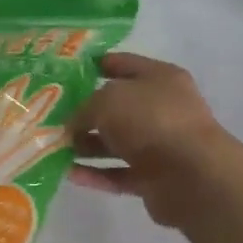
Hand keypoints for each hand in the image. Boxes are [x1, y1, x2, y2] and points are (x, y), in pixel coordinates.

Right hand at [69, 52, 232, 227]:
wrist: (192, 176)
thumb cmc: (151, 121)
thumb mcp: (107, 100)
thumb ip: (84, 107)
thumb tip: (72, 124)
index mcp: (160, 78)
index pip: (122, 63)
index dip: (94, 65)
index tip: (63, 72)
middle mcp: (162, 108)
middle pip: (117, 106)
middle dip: (84, 111)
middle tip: (50, 115)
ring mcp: (160, 145)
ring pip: (116, 142)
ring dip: (86, 145)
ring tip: (52, 147)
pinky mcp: (155, 178)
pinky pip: (118, 172)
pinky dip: (96, 173)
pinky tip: (68, 173)